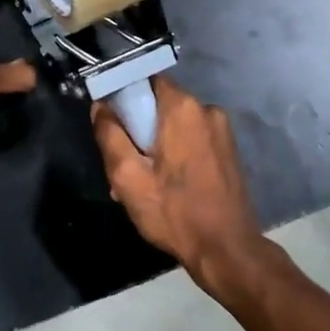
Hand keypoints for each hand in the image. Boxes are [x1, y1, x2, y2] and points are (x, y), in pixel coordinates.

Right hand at [92, 77, 280, 299]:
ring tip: (141, 183)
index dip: (124, 98)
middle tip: (122, 164)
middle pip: (159, 105)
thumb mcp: (128, 177)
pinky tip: (165, 186)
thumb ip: (110, 135)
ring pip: (174, 125)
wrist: (227, 250)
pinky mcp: (228, 150)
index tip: (110, 124)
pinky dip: (175, 155)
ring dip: (155, 146)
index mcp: (183, 108)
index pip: (145, 80)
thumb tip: (101, 107)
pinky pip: (191, 140)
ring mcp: (222, 130)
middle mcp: (207, 110)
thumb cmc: (174, 212)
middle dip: (138, 129)